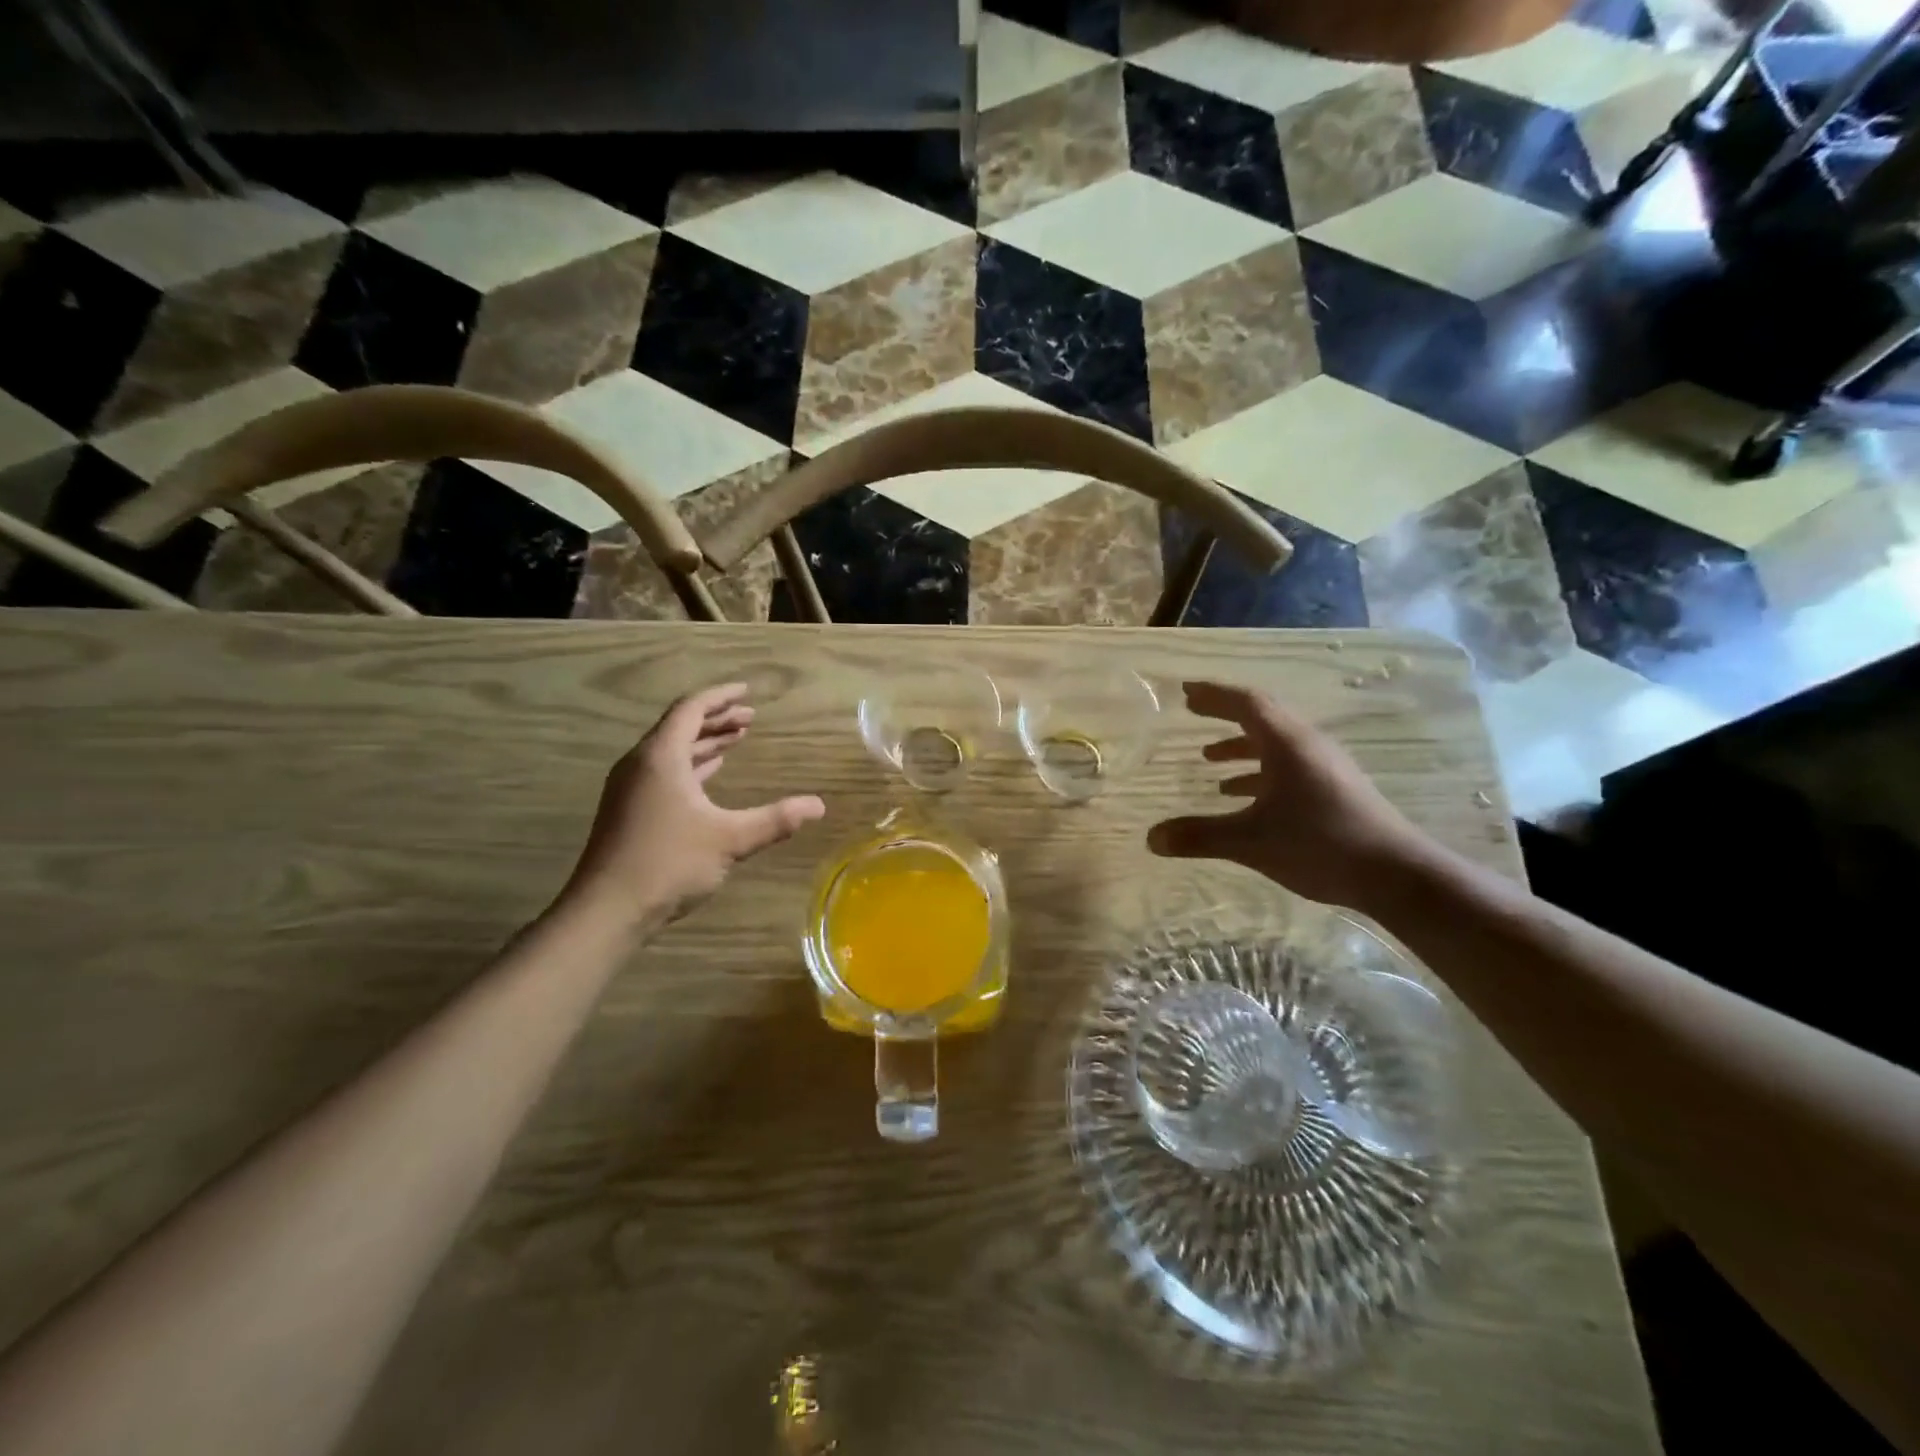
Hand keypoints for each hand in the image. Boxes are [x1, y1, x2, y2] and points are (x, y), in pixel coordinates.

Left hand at [562, 684, 825, 926]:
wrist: (607, 911)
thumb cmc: (668, 864)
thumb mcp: (730, 839)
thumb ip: (776, 819)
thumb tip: (819, 806)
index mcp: (661, 757)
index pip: (691, 709)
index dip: (720, 697)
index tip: (747, 692)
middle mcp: (641, 764)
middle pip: (680, 727)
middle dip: (717, 720)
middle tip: (750, 719)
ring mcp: (631, 788)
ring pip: (671, 751)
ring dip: (704, 743)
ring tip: (736, 740)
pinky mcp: (629, 810)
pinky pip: (664, 772)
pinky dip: (691, 765)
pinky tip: (709, 775)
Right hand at [1147, 681, 1435, 910]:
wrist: (1396, 874)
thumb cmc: (1320, 844)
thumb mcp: (1250, 841)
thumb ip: (1199, 836)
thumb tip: (1151, 838)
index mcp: (1287, 743)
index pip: (1246, 702)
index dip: (1213, 694)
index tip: (1185, 691)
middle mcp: (1307, 745)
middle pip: (1261, 715)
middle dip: (1224, 713)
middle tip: (1192, 710)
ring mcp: (1324, 766)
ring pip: (1275, 743)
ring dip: (1240, 744)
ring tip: (1208, 757)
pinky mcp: (1334, 788)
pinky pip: (1287, 765)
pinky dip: (1258, 770)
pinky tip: (1240, 795)